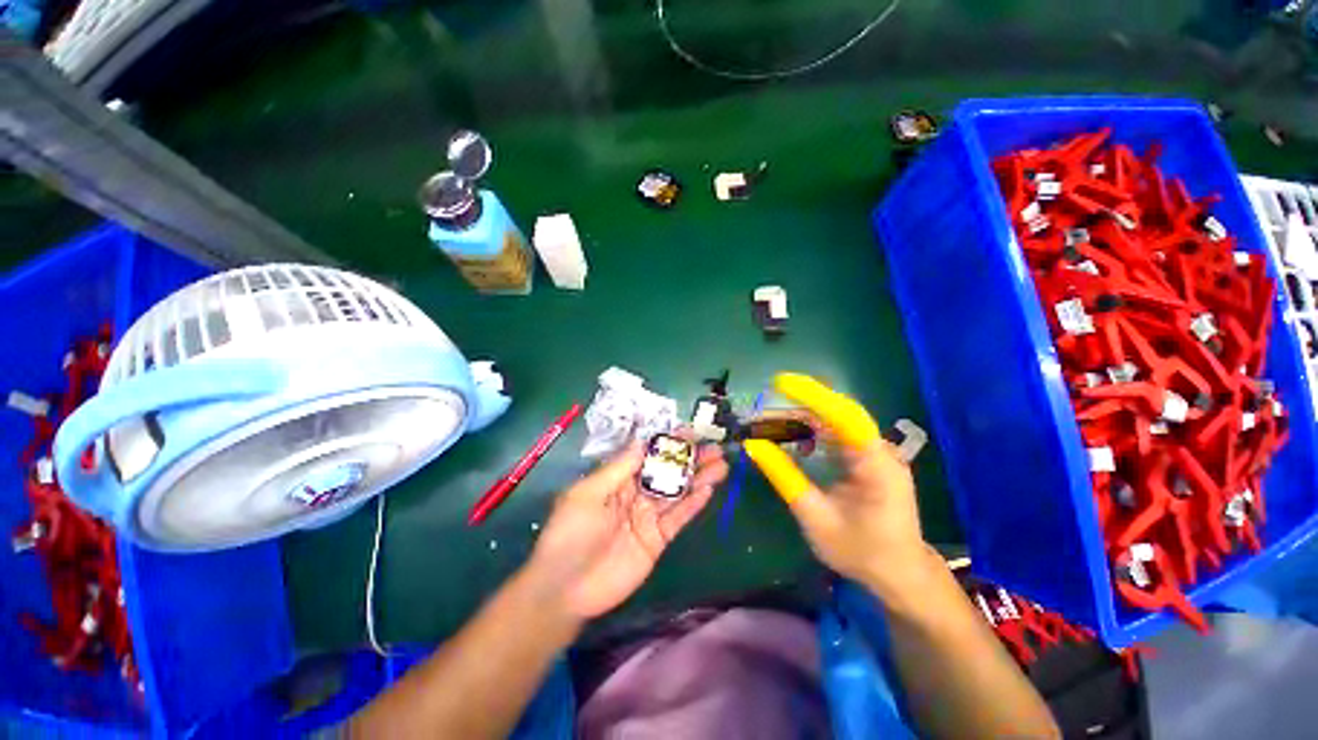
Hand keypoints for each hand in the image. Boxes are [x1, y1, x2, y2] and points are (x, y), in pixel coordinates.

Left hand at [524, 438, 728, 619]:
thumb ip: (618, 469)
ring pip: (678, 493)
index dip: (668, 443)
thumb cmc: (570, 533)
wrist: (565, 589)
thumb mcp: (588, 493)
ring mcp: (648, 517)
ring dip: (698, 478)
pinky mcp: (657, 540)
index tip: (690, 431)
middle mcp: (636, 494)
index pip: (648, 455)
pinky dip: (693, 504)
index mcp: (617, 480)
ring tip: (721, 464)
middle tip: (714, 447)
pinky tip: (708, 489)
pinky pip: (678, 518)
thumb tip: (642, 442)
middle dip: (690, 459)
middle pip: (667, 473)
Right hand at [744, 374, 934, 598]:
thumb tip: (753, 445)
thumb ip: (784, 477)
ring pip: (836, 422)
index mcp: (875, 464)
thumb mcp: (814, 516)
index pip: (843, 415)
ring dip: (802, 418)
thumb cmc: (861, 551)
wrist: (900, 575)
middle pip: (837, 413)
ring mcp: (876, 453)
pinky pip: (838, 435)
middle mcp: (880, 450)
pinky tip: (794, 438)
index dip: (811, 394)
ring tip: (770, 423)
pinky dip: (812, 432)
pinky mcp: (870, 459)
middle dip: (799, 404)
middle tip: (763, 409)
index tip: (778, 382)